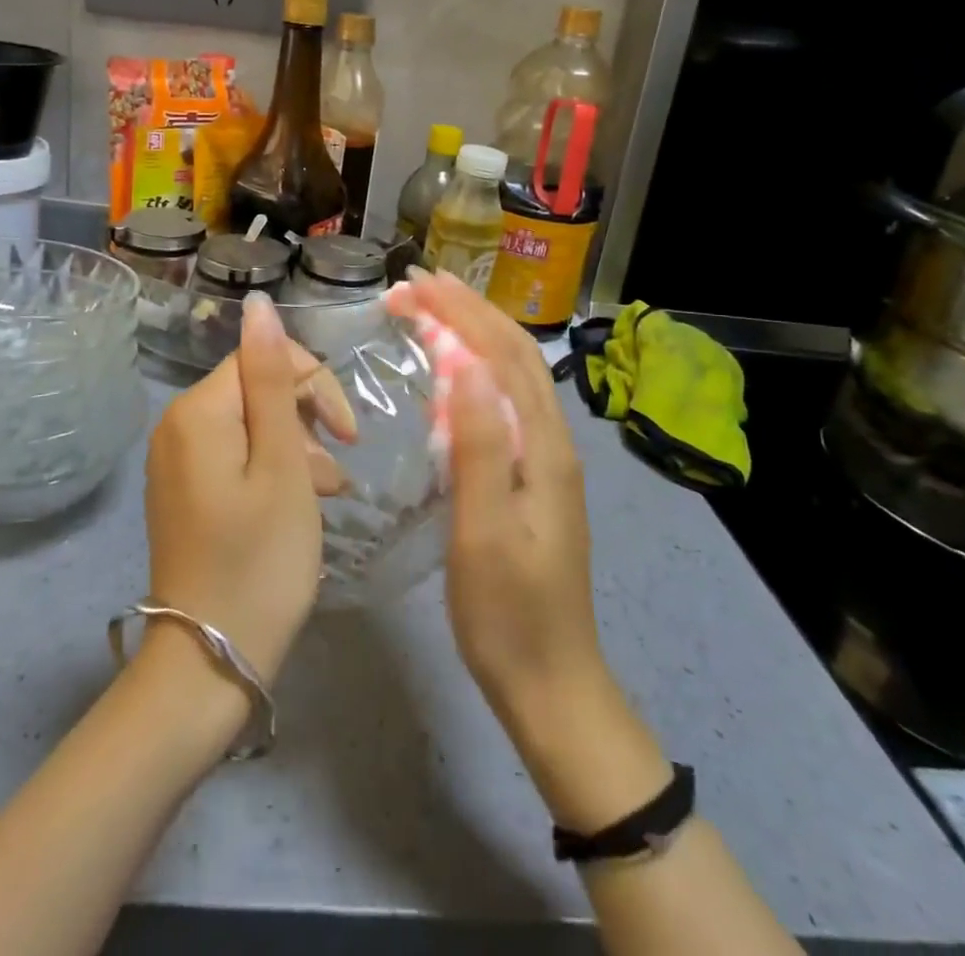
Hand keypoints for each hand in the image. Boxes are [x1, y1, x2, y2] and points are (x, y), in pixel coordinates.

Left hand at [142, 291, 354, 685]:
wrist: (209, 664)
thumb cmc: (259, 561)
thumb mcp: (282, 465)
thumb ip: (273, 380)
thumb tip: (259, 304)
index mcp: (198, 411)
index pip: (264, 358)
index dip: (314, 386)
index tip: (349, 434)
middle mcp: (178, 425)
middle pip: (257, 390)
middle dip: (307, 418)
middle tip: (338, 472)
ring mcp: (178, 461)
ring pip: (253, 426)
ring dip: (298, 449)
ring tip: (328, 495)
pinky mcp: (186, 492)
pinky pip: (237, 458)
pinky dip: (273, 472)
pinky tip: (303, 505)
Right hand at [388, 271, 607, 732]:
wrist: (551, 683)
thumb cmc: (508, 612)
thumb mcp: (486, 531)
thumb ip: (479, 445)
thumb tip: (463, 362)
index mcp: (541, 446)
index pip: (501, 354)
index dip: (459, 311)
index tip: (414, 281)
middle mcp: (550, 440)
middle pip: (512, 353)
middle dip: (466, 309)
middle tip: (415, 283)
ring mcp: (545, 459)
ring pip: (512, 374)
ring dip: (474, 332)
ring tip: (432, 308)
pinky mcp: (532, 477)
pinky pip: (505, 402)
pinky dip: (477, 368)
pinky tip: (453, 373)